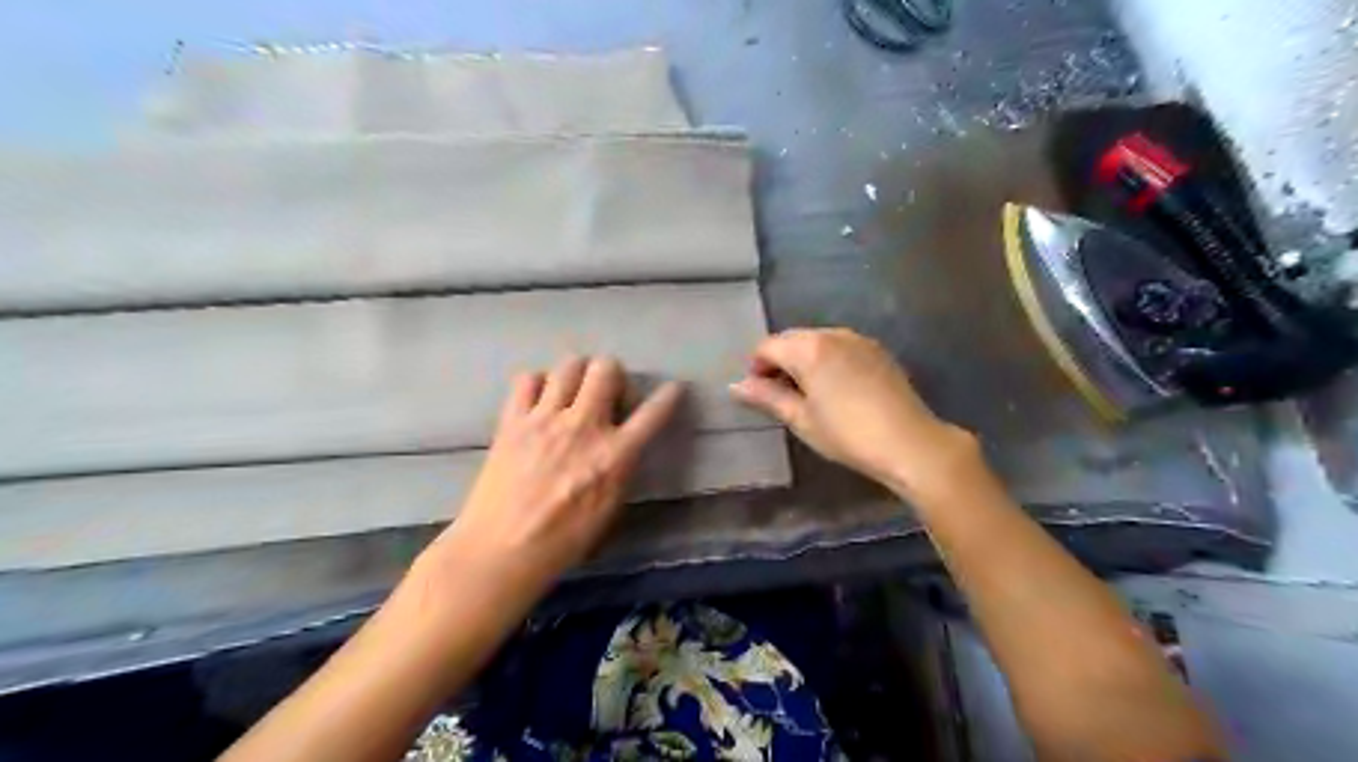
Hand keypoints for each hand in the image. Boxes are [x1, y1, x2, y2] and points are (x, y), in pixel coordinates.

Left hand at [442, 356, 683, 589]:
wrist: (502, 549)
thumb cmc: (563, 540)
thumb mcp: (610, 508)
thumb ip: (621, 468)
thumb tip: (624, 445)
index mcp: (614, 455)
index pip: (652, 414)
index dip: (669, 396)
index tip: (674, 388)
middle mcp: (584, 427)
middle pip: (606, 368)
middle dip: (613, 375)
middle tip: (606, 395)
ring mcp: (546, 419)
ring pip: (569, 365)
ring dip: (577, 375)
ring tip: (571, 394)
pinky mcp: (513, 420)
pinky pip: (528, 379)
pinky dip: (538, 384)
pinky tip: (538, 403)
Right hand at [728, 328, 980, 495]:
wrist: (910, 442)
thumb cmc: (847, 434)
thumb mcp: (801, 419)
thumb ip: (767, 398)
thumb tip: (736, 386)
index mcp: (809, 348)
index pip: (768, 346)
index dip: (756, 367)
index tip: (758, 394)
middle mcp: (833, 334)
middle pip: (792, 339)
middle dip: (779, 361)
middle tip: (779, 396)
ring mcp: (859, 340)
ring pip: (817, 342)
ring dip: (803, 360)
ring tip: (807, 394)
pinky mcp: (878, 351)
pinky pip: (840, 347)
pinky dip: (828, 361)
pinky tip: (835, 389)